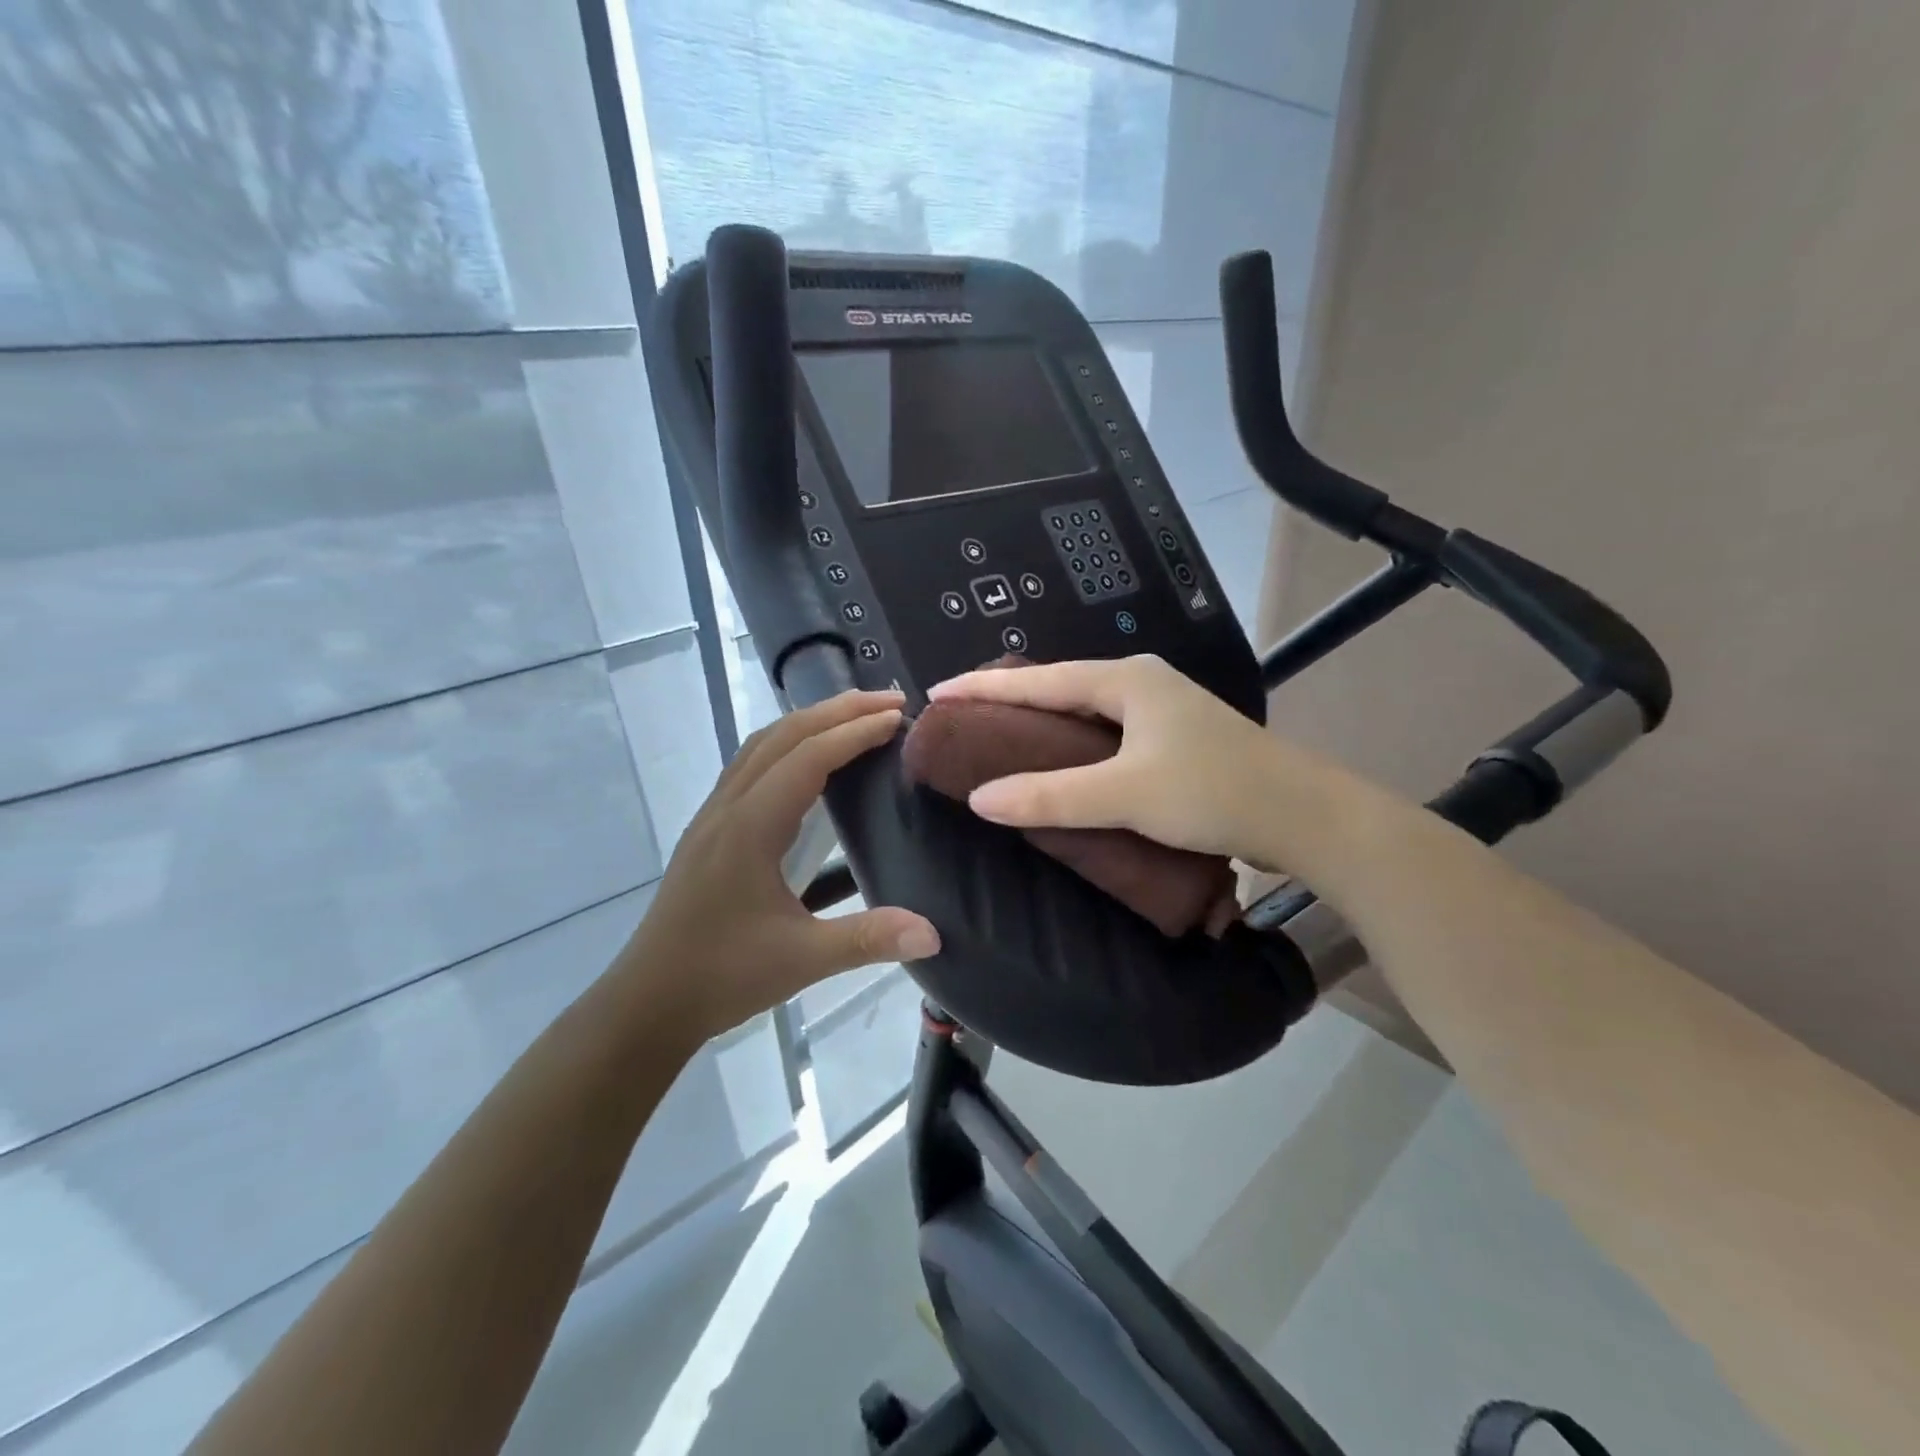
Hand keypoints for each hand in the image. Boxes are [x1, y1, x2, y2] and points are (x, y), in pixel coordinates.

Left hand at [618, 690, 939, 1043]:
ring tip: (855, 716)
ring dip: (810, 722)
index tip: (898, 717)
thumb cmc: (722, 976)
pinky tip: (809, 761)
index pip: (807, 758)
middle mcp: (728, 807)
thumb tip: (933, 933)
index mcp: (749, 828)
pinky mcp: (710, 829)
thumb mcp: (800, 961)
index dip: (854, 732)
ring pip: (761, 745)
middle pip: (782, 736)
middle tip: (889, 700)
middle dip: (836, 710)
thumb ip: (867, 940)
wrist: (648, 1001)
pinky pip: (750, 766)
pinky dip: (787, 745)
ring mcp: (713, 815)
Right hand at [926, 655, 1308, 868]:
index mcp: (1126, 680)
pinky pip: (1106, 736)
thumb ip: (1051, 796)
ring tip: (998, 740)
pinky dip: (1073, 748)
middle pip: (1060, 688)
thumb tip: (980, 800)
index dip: (985, 687)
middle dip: (1010, 700)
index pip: (1040, 679)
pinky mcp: (1175, 742)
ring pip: (1085, 714)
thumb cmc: (1214, 792)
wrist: (1305, 817)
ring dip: (1042, 725)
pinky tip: (1059, 767)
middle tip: (963, 717)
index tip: (937, 693)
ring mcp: (1162, 712)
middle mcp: (1142, 684)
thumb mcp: (1126, 794)